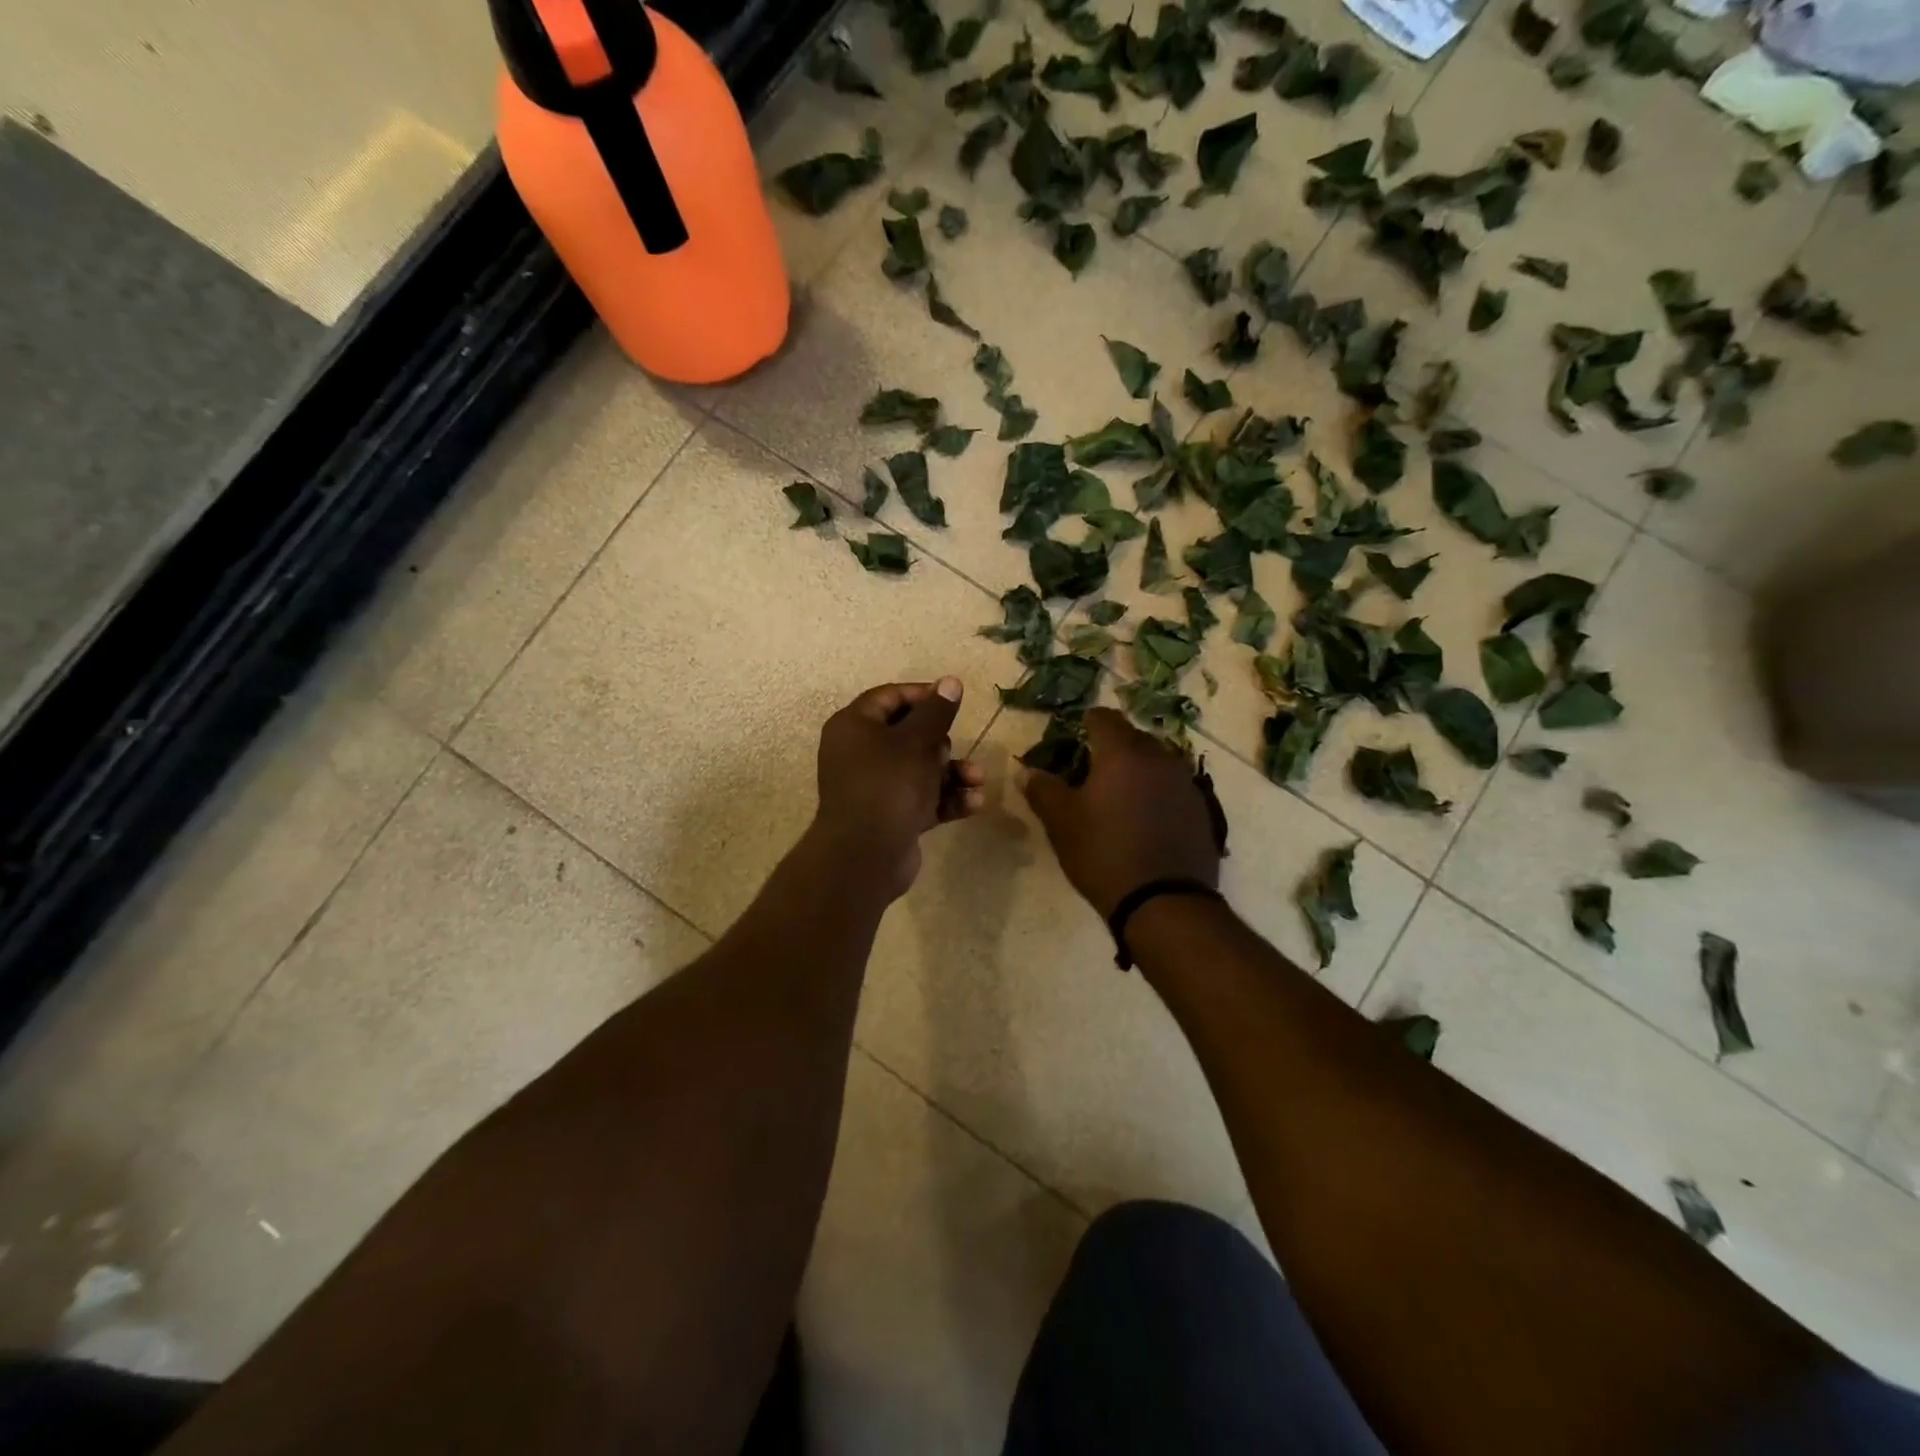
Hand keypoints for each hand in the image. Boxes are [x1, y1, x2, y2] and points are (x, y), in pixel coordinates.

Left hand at [810, 678, 985, 900]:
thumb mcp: (918, 742)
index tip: (954, 700)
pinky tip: (973, 804)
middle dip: (941, 742)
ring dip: (952, 773)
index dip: (923, 695)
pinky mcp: (891, 815)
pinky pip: (922, 798)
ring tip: (977, 779)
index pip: (889, 697)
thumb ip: (937, 712)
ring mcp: (875, 786)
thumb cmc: (889, 785)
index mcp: (854, 726)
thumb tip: (951, 682)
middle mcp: (860, 753)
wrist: (867, 856)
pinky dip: (946, 798)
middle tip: (949, 750)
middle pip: (908, 734)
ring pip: (920, 769)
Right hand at [1021, 708, 1220, 919]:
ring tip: (1118, 799)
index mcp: (1123, 753)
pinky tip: (1145, 822)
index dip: (1085, 724)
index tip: (1072, 742)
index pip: (1103, 717)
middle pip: (1132, 738)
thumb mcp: (1062, 823)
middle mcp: (1160, 758)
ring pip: (1156, 763)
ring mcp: (1186, 783)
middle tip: (1090, 774)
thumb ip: (1042, 790)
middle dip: (1111, 749)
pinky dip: (1156, 794)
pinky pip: (1173, 788)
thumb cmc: (1104, 854)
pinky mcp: (1202, 810)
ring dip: (1136, 772)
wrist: (1164, 902)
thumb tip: (1027, 771)